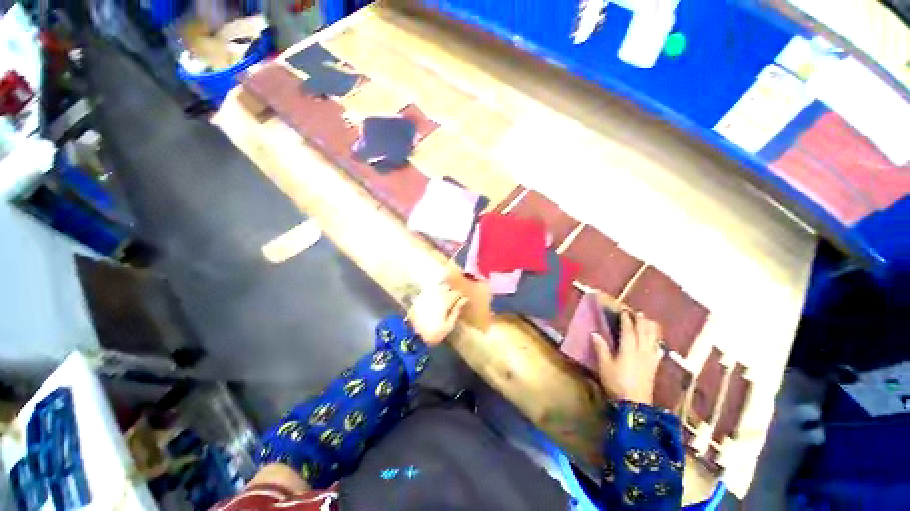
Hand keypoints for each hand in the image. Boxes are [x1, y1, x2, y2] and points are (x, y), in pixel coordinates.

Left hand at [407, 283, 466, 346]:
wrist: (413, 337)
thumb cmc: (434, 334)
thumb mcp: (449, 325)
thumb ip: (456, 310)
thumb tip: (464, 300)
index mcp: (445, 302)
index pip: (456, 293)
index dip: (460, 296)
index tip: (462, 300)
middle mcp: (436, 295)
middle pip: (446, 287)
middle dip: (451, 291)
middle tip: (453, 299)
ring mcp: (426, 295)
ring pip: (437, 287)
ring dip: (442, 290)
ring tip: (444, 298)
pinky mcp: (419, 298)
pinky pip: (429, 291)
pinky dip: (434, 293)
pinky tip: (435, 299)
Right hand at [591, 311, 662, 404]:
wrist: (635, 405)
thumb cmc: (616, 383)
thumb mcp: (604, 366)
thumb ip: (601, 349)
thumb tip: (594, 334)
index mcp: (628, 349)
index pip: (628, 331)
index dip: (626, 320)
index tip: (623, 311)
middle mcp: (641, 351)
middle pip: (643, 333)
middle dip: (641, 322)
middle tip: (638, 314)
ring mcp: (650, 360)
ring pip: (653, 340)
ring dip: (651, 330)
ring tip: (650, 322)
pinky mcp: (654, 368)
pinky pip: (657, 351)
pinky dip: (657, 343)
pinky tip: (657, 343)